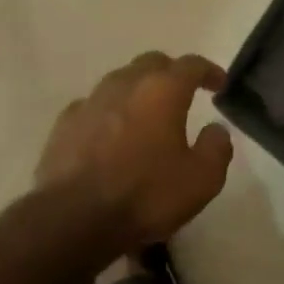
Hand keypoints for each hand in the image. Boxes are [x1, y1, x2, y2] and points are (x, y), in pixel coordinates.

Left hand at [38, 52, 233, 248]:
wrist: (73, 220)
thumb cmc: (146, 195)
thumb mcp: (202, 179)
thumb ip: (217, 147)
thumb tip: (216, 129)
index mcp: (163, 90)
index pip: (191, 65)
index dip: (209, 71)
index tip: (219, 84)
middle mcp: (125, 85)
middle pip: (152, 63)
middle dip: (171, 73)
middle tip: (183, 93)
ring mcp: (90, 102)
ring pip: (120, 81)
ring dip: (138, 90)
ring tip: (147, 113)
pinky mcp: (64, 124)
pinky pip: (93, 106)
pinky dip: (109, 112)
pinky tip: (111, 133)